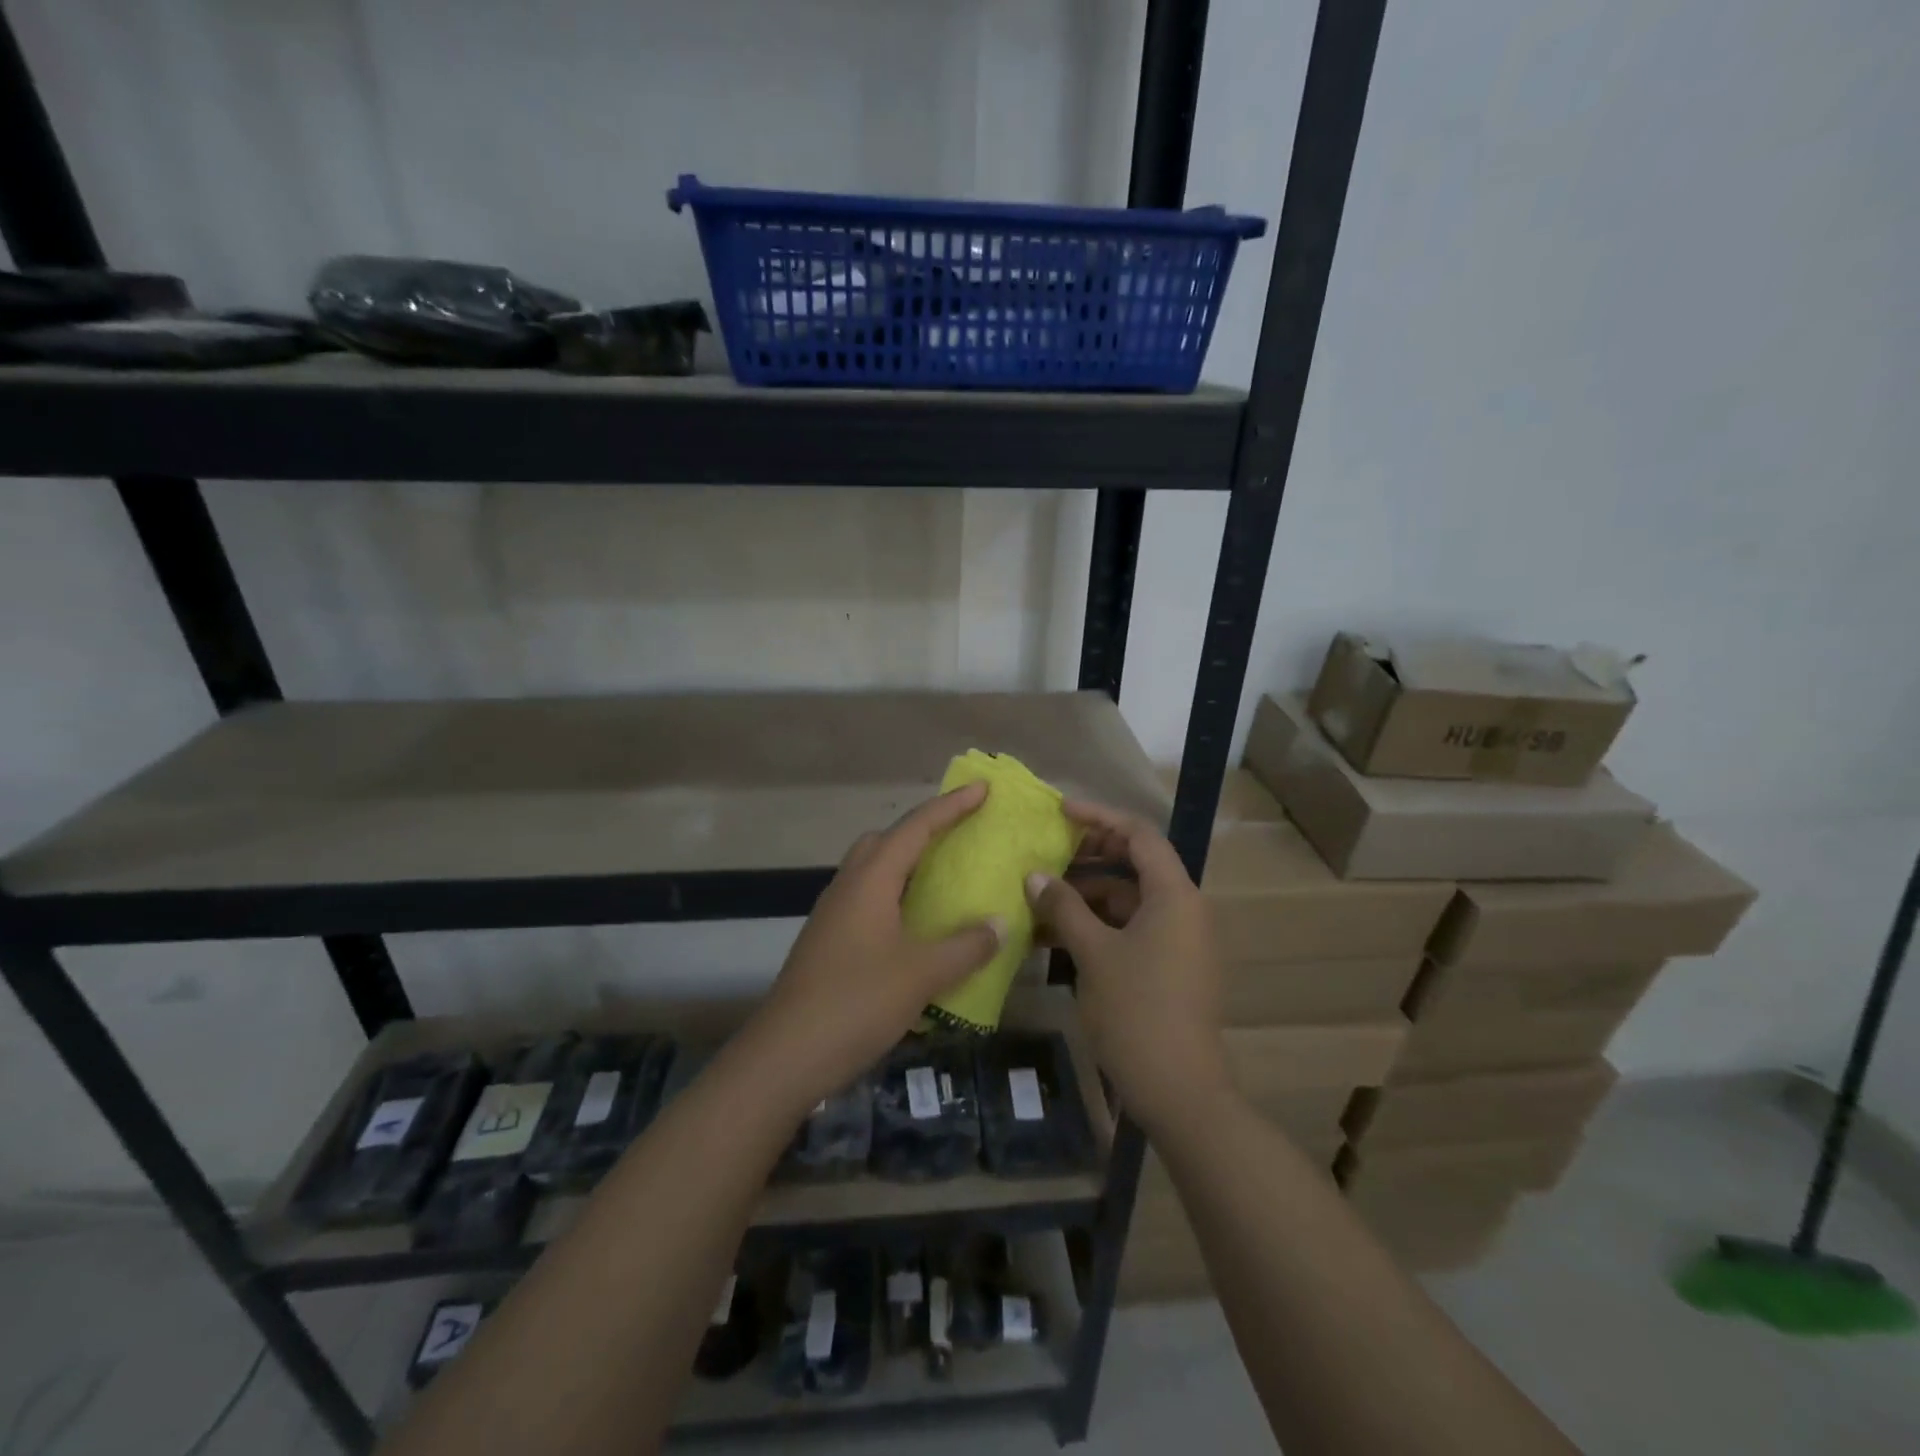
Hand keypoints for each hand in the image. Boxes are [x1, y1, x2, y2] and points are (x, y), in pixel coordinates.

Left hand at [738, 783, 1004, 1114]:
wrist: (785, 1055)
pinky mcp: (827, 942)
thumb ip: (966, 946)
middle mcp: (848, 886)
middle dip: (922, 830)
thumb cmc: (857, 1002)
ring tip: (941, 880)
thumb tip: (999, 923)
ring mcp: (833, 914)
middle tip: (958, 837)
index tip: (982, 789)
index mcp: (871, 880)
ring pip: (872, 871)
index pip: (916, 827)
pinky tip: (915, 928)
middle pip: (885, 840)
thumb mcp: (922, 974)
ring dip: (905, 865)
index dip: (951, 806)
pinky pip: (867, 901)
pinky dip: (895, 898)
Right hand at [1026, 801, 1231, 1135]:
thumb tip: (1035, 876)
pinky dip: (1098, 926)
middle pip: (1136, 864)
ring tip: (1040, 899)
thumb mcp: (1093, 952)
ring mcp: (1179, 940)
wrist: (1180, 1090)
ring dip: (1087, 896)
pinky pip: (1132, 929)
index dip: (1099, 817)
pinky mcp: (1170, 966)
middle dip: (1089, 856)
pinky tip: (1057, 935)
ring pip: (1129, 900)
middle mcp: (1184, 909)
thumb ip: (1064, 906)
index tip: (1059, 812)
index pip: (1139, 834)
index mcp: (1175, 894)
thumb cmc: (1137, 1010)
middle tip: (1045, 853)